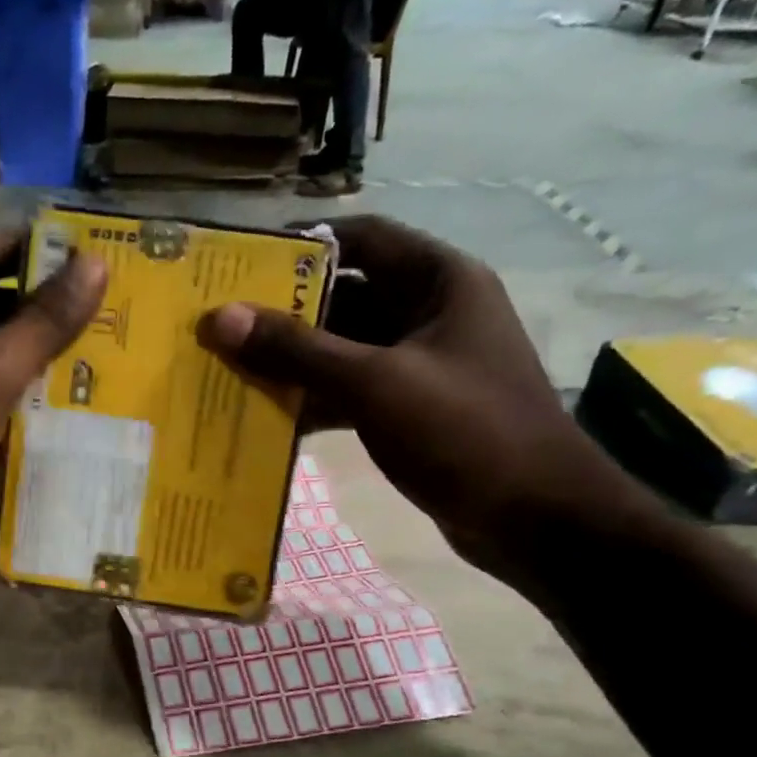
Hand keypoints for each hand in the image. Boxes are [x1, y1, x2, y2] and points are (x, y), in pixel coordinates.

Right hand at [198, 215, 656, 588]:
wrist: (535, 518)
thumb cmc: (464, 431)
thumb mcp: (375, 383)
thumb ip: (297, 349)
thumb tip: (221, 317)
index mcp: (438, 282)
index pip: (362, 238)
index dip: (303, 246)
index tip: (242, 266)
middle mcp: (430, 314)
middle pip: (346, 296)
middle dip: (286, 312)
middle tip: (222, 326)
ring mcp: (421, 365)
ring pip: (344, 349)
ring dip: (294, 361)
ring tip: (230, 370)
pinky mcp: (411, 410)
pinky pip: (351, 391)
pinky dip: (314, 400)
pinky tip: (269, 417)